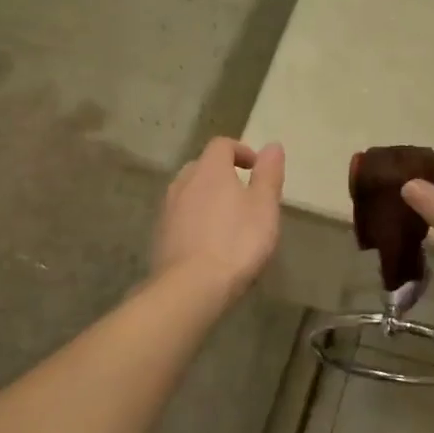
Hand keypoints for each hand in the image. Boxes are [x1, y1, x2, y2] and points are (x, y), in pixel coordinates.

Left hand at [153, 138, 284, 302]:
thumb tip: (273, 145)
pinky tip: (209, 242)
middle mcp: (183, 182)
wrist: (191, 287)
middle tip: (244, 194)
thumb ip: (268, 175)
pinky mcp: (160, 235)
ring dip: (207, 198)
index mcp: (210, 170)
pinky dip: (195, 220)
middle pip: (202, 167)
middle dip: (222, 174)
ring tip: (228, 220)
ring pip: (189, 192)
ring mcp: (167, 209)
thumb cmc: (236, 242)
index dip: (241, 151)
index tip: (257, 168)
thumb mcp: (264, 207)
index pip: (222, 145)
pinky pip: (181, 217)